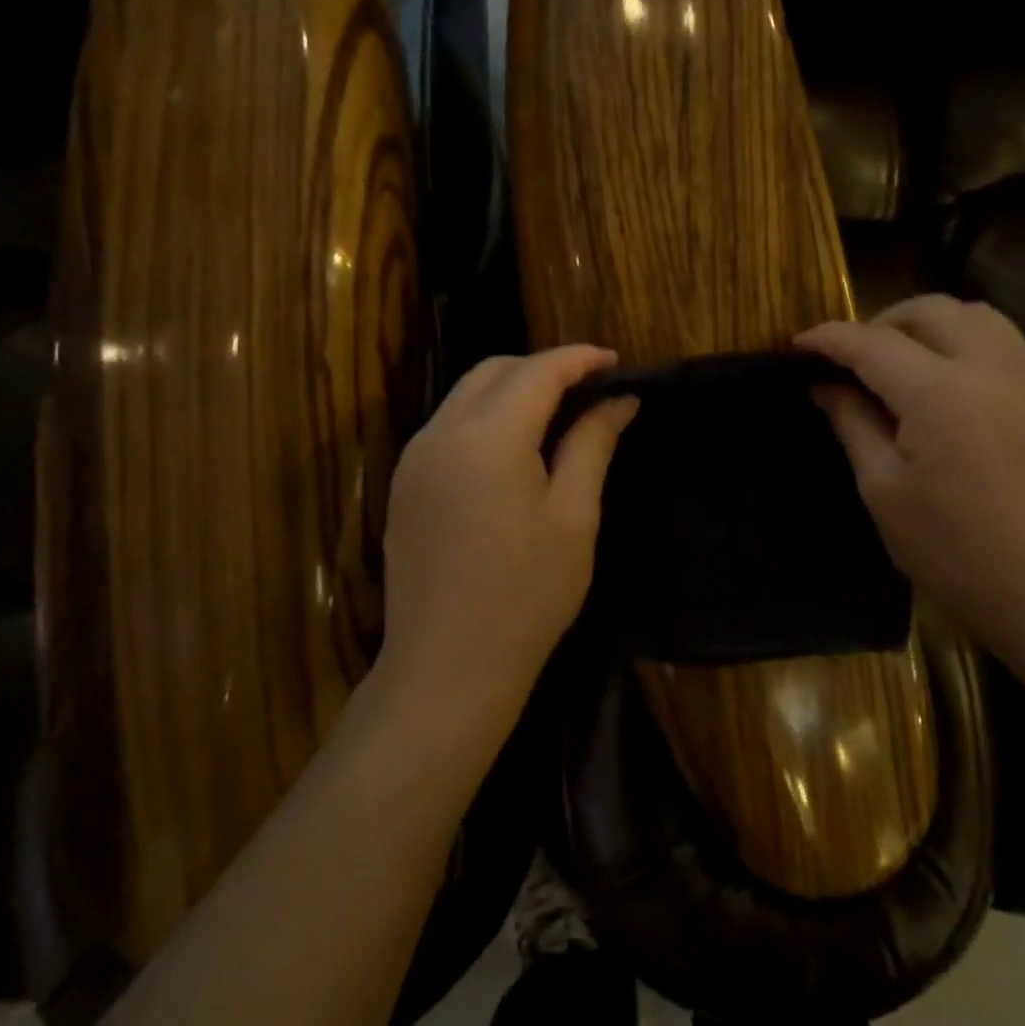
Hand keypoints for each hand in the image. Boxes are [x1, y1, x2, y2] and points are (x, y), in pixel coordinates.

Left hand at [379, 345, 637, 743]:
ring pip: (466, 395)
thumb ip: (592, 445)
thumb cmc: (526, 595)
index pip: (537, 371)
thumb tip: (619, 401)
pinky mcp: (405, 484)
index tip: (616, 362)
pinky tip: (515, 448)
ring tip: (558, 415)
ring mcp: (415, 458)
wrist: (447, 666)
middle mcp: (441, 433)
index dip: (580, 359)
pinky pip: (449, 426)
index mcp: (487, 437)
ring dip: (512, 390)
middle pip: (494, 371)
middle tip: (590, 390)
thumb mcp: (573, 518)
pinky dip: (486, 417)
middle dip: (543, 368)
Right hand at [796, 295, 1024, 662]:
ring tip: (905, 362)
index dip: (829, 338)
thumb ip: (853, 424)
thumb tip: (827, 387)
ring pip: (978, 318)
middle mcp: (993, 368)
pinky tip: (953, 392)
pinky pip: (1008, 348)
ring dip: (932, 326)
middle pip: (932, 310)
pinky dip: (968, 349)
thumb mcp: (884, 491)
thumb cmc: (954, 551)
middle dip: (883, 321)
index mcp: (940, 393)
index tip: (799, 345)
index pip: (872, 344)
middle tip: (855, 357)